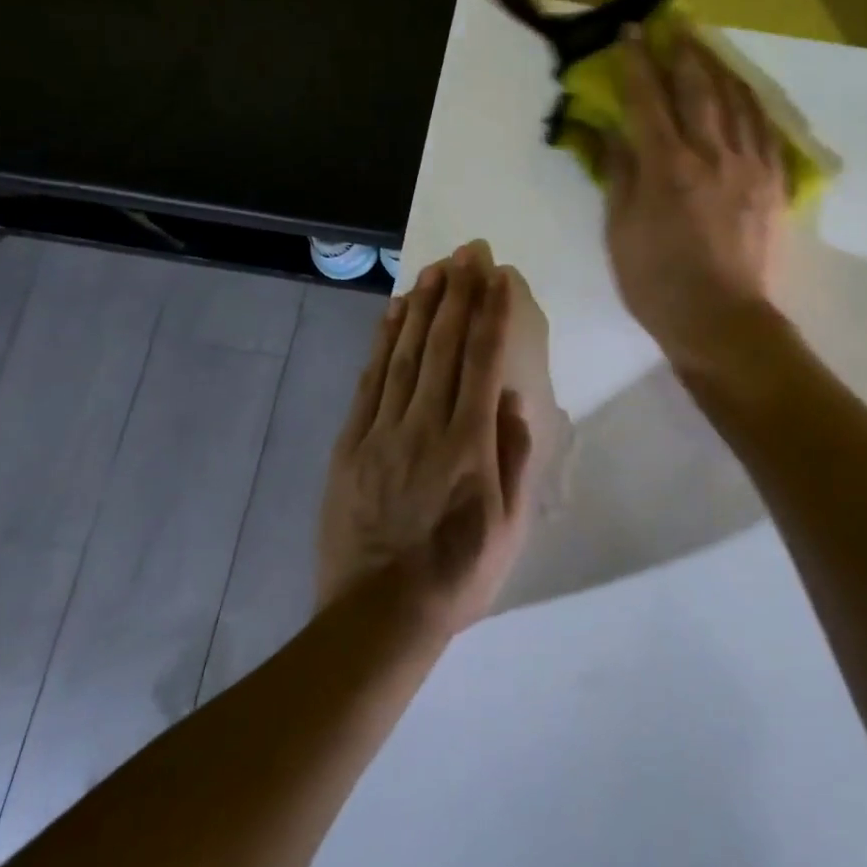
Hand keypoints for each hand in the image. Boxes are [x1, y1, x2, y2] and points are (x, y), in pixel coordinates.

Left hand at [316, 241, 535, 637]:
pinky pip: (370, 382)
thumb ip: (514, 457)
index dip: (493, 313)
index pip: (484, 361)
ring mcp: (383, 431)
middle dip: (459, 293)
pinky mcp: (351, 444)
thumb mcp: (509, 526)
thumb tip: (514, 398)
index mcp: (469, 444)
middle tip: (468, 251)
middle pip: (445, 345)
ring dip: (423, 306)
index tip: (499, 275)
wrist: (379, 615)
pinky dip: (383, 342)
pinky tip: (394, 314)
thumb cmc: (458, 574)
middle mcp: (427, 425)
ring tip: (435, 267)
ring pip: (407, 354)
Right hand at [602, 25, 786, 367]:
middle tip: (675, 24)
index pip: (648, 100)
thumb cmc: (658, 283)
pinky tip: (745, 93)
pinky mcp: (773, 184)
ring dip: (720, 68)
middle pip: (698, 88)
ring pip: (737, 101)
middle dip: (684, 52)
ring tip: (709, 48)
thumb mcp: (620, 232)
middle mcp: (712, 155)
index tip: (631, 32)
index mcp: (668, 167)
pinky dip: (752, 104)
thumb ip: (619, 175)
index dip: (637, 62)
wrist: (723, 321)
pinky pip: (766, 130)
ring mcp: (749, 167)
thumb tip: (613, 132)